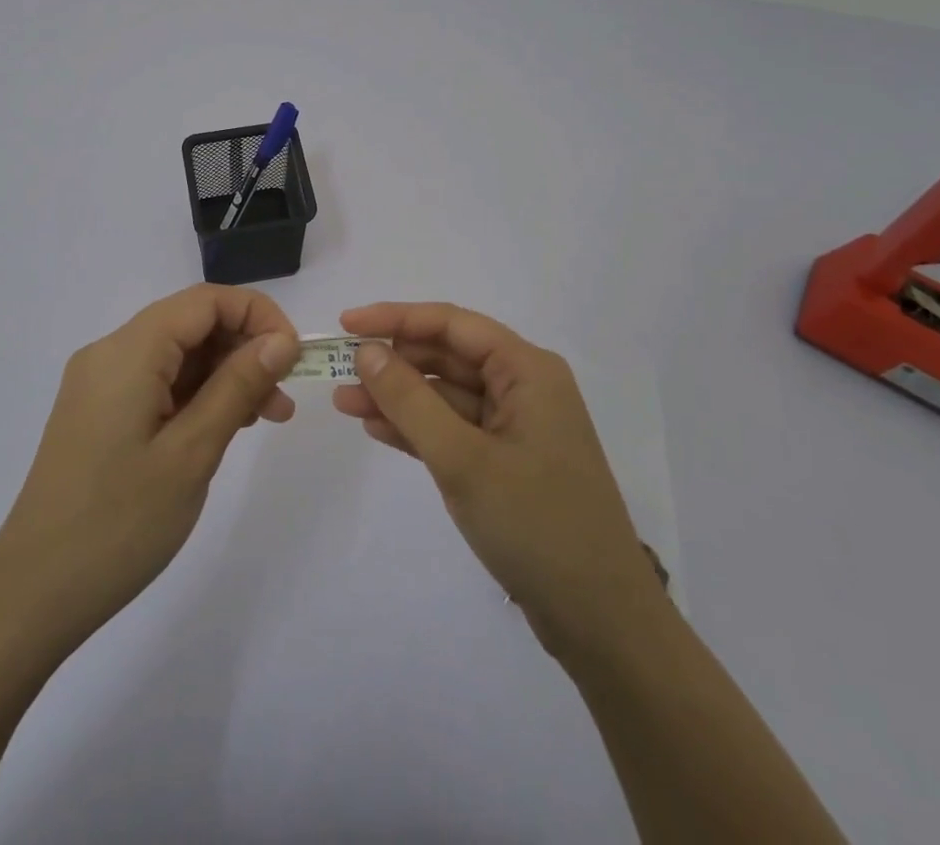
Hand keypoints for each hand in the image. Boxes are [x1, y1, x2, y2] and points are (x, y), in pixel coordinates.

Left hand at [0, 285, 300, 660]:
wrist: (31, 598)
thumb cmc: (118, 524)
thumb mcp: (192, 453)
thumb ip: (238, 386)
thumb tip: (281, 340)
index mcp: (128, 351)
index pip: (205, 300)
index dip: (257, 314)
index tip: (294, 356)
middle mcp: (110, 353)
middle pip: (191, 323)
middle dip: (244, 348)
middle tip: (284, 396)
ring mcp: (100, 384)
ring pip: (177, 354)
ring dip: (225, 374)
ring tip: (266, 417)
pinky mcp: (99, 413)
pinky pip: (158, 382)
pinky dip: (197, 395)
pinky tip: (224, 426)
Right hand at [332, 302, 664, 663]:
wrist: (601, 621)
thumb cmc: (535, 525)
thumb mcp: (462, 459)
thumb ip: (410, 401)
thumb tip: (367, 351)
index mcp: (526, 370)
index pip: (452, 324)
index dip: (396, 318)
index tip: (346, 323)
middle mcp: (523, 387)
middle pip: (448, 357)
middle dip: (393, 362)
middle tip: (338, 370)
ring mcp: (515, 426)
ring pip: (446, 395)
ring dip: (398, 397)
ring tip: (344, 402)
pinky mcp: (506, 462)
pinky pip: (454, 429)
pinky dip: (417, 428)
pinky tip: (376, 429)